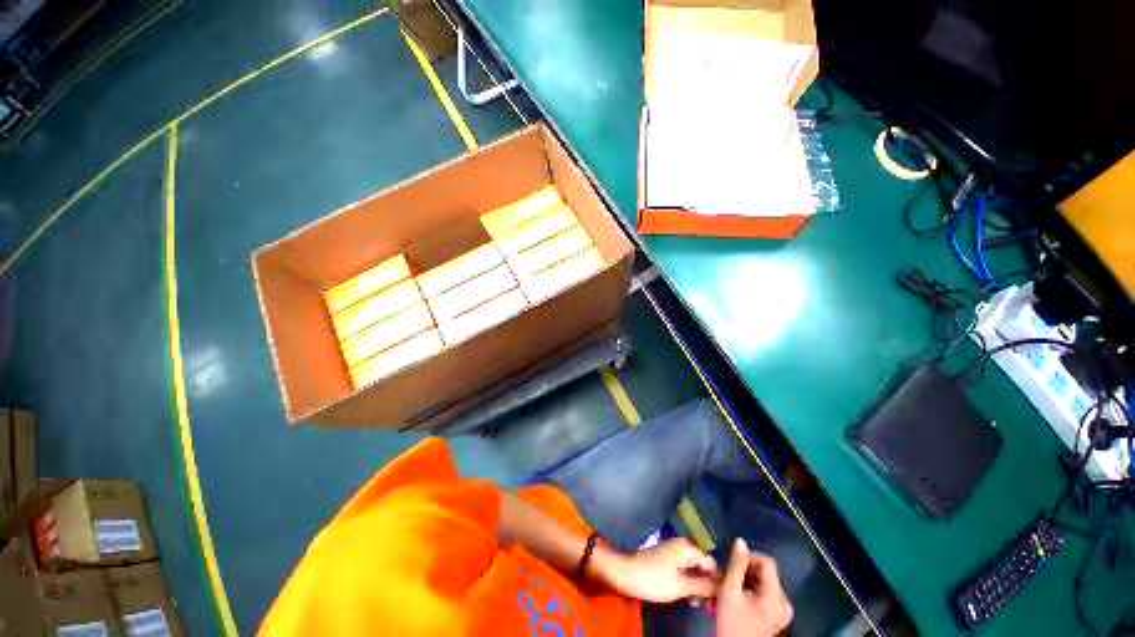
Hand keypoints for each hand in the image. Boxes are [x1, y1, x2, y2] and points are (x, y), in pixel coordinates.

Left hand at [595, 538, 718, 602]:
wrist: (626, 573)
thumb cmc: (654, 579)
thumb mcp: (681, 586)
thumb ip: (703, 586)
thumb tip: (721, 588)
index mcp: (687, 548)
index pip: (711, 563)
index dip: (718, 581)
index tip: (720, 600)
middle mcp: (681, 546)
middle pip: (702, 565)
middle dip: (707, 584)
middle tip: (709, 605)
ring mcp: (673, 552)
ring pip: (693, 569)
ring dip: (697, 585)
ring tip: (698, 604)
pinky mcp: (666, 560)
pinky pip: (683, 570)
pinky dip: (688, 582)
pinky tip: (688, 597)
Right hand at [715, 539, 792, 636]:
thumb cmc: (732, 623)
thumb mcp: (730, 591)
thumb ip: (736, 564)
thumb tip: (740, 541)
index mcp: (777, 597)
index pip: (767, 562)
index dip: (749, 557)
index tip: (732, 562)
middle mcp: (784, 603)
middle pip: (765, 572)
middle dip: (744, 570)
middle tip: (727, 575)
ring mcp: (782, 611)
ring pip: (763, 581)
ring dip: (745, 579)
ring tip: (729, 585)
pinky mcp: (776, 616)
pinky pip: (764, 593)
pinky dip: (749, 589)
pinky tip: (737, 595)